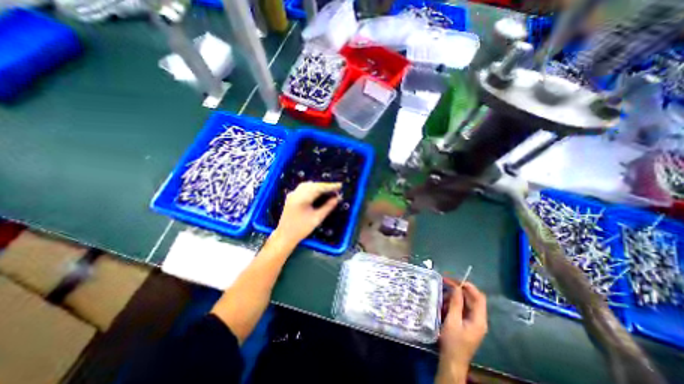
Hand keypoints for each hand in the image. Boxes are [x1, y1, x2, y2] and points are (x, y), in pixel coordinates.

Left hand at [275, 182, 341, 246]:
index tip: (340, 185)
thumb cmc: (301, 229)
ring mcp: (293, 194)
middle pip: (313, 185)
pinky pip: (303, 188)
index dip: (330, 186)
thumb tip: (337, 199)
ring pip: (308, 185)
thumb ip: (327, 207)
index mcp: (302, 198)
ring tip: (329, 190)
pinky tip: (318, 192)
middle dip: (325, 186)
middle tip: (336, 189)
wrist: (284, 235)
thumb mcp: (317, 219)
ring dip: (319, 186)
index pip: (318, 188)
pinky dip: (312, 188)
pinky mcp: (292, 196)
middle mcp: (296, 193)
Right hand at [439, 280, 485, 381]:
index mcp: (479, 319)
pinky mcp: (466, 324)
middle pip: (471, 299)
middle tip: (444, 283)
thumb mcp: (452, 320)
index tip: (454, 280)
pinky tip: (443, 305)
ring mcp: (472, 322)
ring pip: (465, 303)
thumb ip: (456, 303)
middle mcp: (478, 319)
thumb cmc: (453, 342)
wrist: (452, 361)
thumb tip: (457, 286)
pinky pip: (461, 309)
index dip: (468, 286)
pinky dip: (452, 304)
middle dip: (458, 290)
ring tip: (441, 297)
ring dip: (453, 297)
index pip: (479, 297)